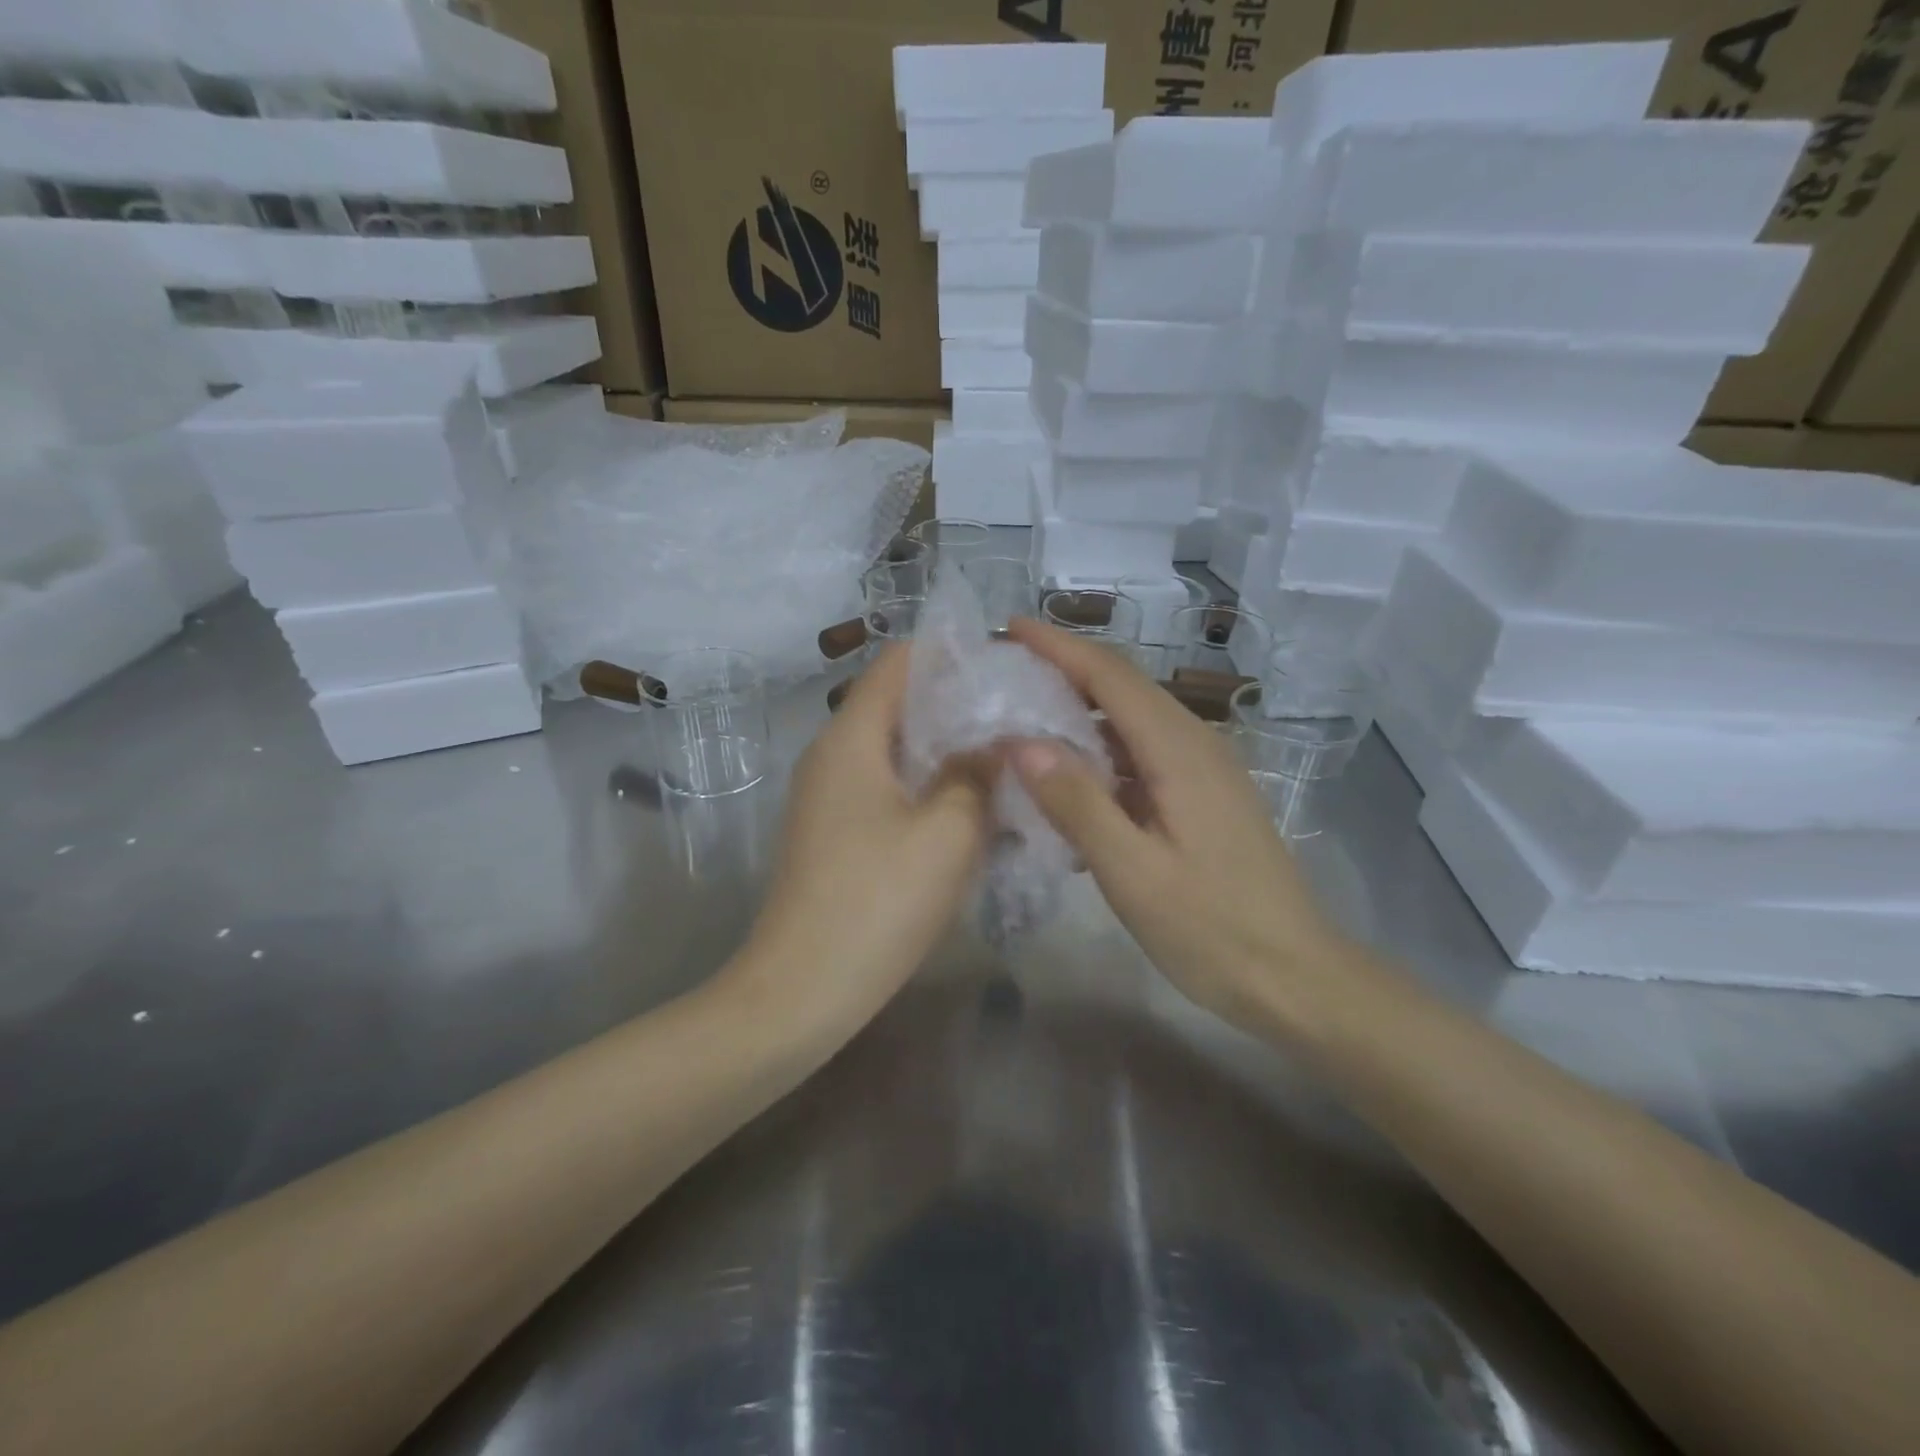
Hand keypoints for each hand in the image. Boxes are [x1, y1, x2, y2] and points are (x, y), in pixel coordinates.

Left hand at [735, 644, 991, 1034]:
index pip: (899, 662)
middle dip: (957, 704)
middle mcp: (832, 755)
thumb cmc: (877, 902)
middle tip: (1018, 717)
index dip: (951, 654)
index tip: (1005, 667)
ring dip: (945, 751)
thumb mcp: (947, 833)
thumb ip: (976, 775)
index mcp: (851, 738)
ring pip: (894, 751)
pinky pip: (886, 789)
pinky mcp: (833, 832)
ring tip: (1004, 760)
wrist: (801, 991)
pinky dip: (926, 787)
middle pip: (897, 704)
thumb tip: (994, 744)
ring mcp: (828, 796)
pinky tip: (968, 810)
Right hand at [1004, 619, 1353, 1028]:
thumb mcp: (1133, 872)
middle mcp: (1195, 745)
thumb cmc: (1212, 929)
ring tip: (1024, 718)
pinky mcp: (1202, 798)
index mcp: (1179, 752)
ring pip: (1132, 722)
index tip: (1009, 627)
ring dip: (1080, 712)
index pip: (1111, 676)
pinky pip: (1142, 757)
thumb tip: (1021, 742)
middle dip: (1064, 670)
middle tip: (1005, 672)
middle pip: (1123, 688)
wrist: (1294, 976)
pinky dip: (1100, 755)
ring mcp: (1203, 771)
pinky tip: (1070, 783)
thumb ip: (1077, 804)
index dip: (1058, 646)